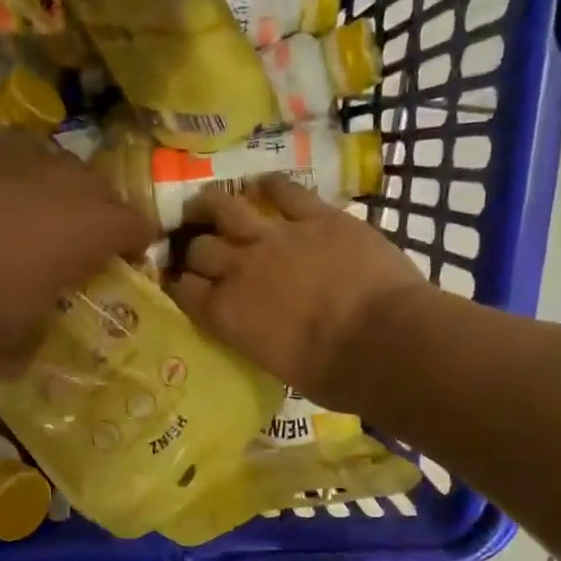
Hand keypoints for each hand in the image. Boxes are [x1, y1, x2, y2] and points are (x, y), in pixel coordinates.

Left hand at [0, 131, 156, 357]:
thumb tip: (14, 370)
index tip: (121, 263)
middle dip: (98, 215)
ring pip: (63, 167)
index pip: (140, 227)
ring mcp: (33, 156)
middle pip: (105, 192)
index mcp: (100, 227)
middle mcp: (77, 182)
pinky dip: (15, 173)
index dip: (134, 245)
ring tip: (34, 217)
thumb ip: (28, 344)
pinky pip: (19, 155)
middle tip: (77, 244)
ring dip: (58, 189)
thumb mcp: (18, 332)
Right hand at [169, 178, 426, 405]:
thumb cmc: (332, 375)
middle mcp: (239, 269)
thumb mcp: (275, 365)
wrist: (384, 342)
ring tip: (208, 204)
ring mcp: (277, 237)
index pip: (182, 289)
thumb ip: (256, 337)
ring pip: (226, 207)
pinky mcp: (318, 216)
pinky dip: (271, 186)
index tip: (179, 282)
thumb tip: (262, 330)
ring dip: (212, 204)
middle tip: (197, 246)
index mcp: (226, 314)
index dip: (176, 283)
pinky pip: (285, 190)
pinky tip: (265, 185)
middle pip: (198, 247)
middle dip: (192, 247)